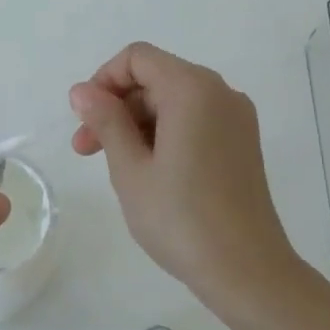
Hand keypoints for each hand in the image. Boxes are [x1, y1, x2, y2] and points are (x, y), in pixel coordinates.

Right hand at [70, 43, 297, 304]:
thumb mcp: (130, 168)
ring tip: (115, 167)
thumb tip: (82, 90)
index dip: (104, 80)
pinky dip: (165, 133)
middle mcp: (219, 92)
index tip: (84, 120)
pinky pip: (194, 120)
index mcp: (192, 89)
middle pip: (155, 78)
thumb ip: (105, 121)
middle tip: (86, 151)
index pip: (137, 58)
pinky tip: (149, 171)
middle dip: (117, 107)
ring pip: (173, 101)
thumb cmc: (181, 218)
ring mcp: (236, 118)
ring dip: (137, 123)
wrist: (248, 271)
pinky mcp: (242, 142)